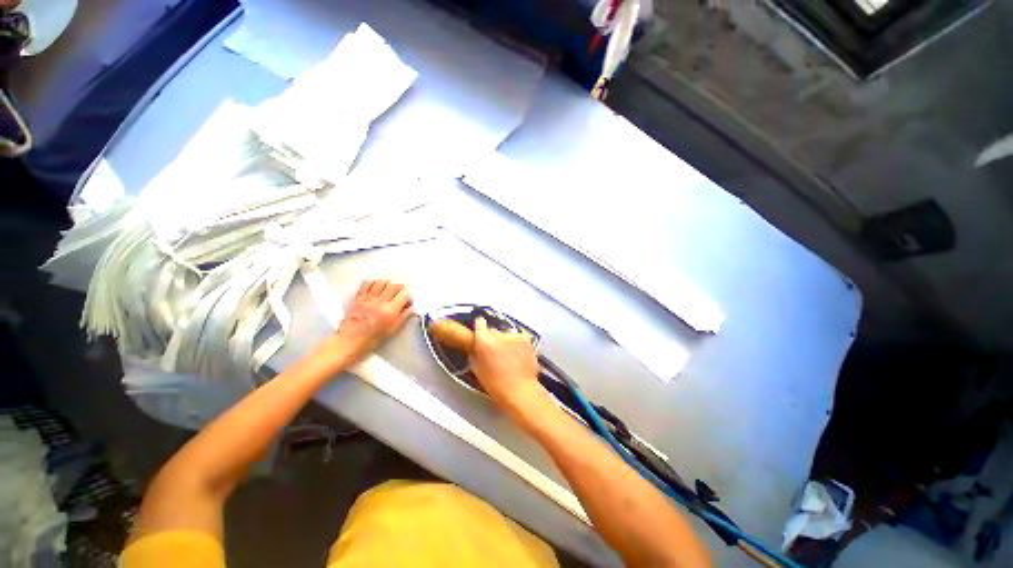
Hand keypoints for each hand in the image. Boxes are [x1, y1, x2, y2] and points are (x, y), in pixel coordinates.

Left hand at [318, 280, 413, 365]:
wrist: (350, 341)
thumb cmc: (372, 339)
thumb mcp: (393, 330)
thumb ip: (404, 317)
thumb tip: (411, 309)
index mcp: (391, 311)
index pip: (404, 295)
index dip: (408, 297)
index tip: (407, 302)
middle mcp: (381, 302)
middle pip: (394, 286)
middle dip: (400, 288)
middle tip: (400, 294)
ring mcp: (369, 298)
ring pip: (382, 282)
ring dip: (388, 284)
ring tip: (389, 290)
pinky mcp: (359, 297)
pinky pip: (367, 283)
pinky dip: (374, 283)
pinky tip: (376, 288)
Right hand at [469, 317, 543, 409]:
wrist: (519, 390)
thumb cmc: (494, 384)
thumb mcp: (476, 368)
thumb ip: (475, 351)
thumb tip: (477, 346)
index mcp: (483, 340)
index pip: (479, 322)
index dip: (480, 328)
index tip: (481, 335)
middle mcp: (499, 334)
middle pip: (493, 330)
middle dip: (493, 338)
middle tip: (494, 352)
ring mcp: (514, 336)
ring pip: (506, 334)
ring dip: (506, 341)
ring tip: (508, 356)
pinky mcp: (526, 340)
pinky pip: (518, 339)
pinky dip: (517, 345)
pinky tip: (518, 357)